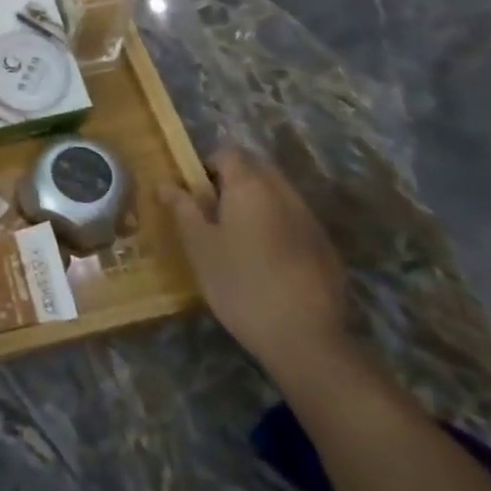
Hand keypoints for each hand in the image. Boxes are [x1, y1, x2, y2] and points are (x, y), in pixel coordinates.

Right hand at [162, 145, 349, 378]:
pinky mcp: (325, 246)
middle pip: (256, 169)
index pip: (228, 152)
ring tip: (238, 240)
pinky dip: (277, 226)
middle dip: (233, 181)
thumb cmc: (239, 284)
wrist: (305, 338)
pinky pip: (294, 219)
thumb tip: (164, 183)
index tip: (194, 194)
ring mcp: (309, 219)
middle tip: (212, 215)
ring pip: (277, 194)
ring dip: (256, 203)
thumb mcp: (200, 246)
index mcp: (250, 186)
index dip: (207, 166)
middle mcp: (284, 193)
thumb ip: (183, 208)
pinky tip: (267, 262)